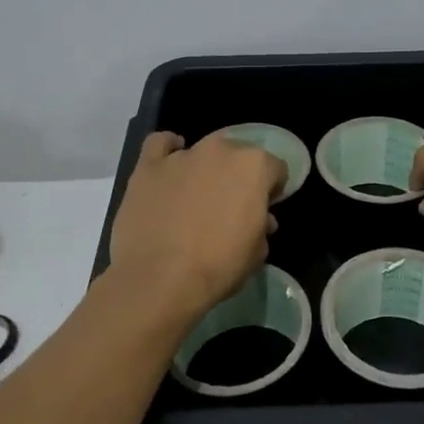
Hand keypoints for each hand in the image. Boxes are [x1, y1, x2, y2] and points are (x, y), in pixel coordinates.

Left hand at [108, 131, 284, 316]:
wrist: (160, 279)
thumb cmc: (219, 267)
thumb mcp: (257, 253)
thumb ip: (261, 227)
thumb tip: (259, 219)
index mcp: (254, 167)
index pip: (274, 169)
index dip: (271, 190)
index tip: (263, 209)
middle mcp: (220, 151)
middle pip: (237, 154)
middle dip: (237, 176)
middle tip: (229, 206)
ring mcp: (182, 155)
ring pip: (201, 152)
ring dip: (204, 169)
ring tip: (195, 197)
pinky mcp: (148, 166)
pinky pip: (160, 145)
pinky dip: (167, 151)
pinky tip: (168, 167)